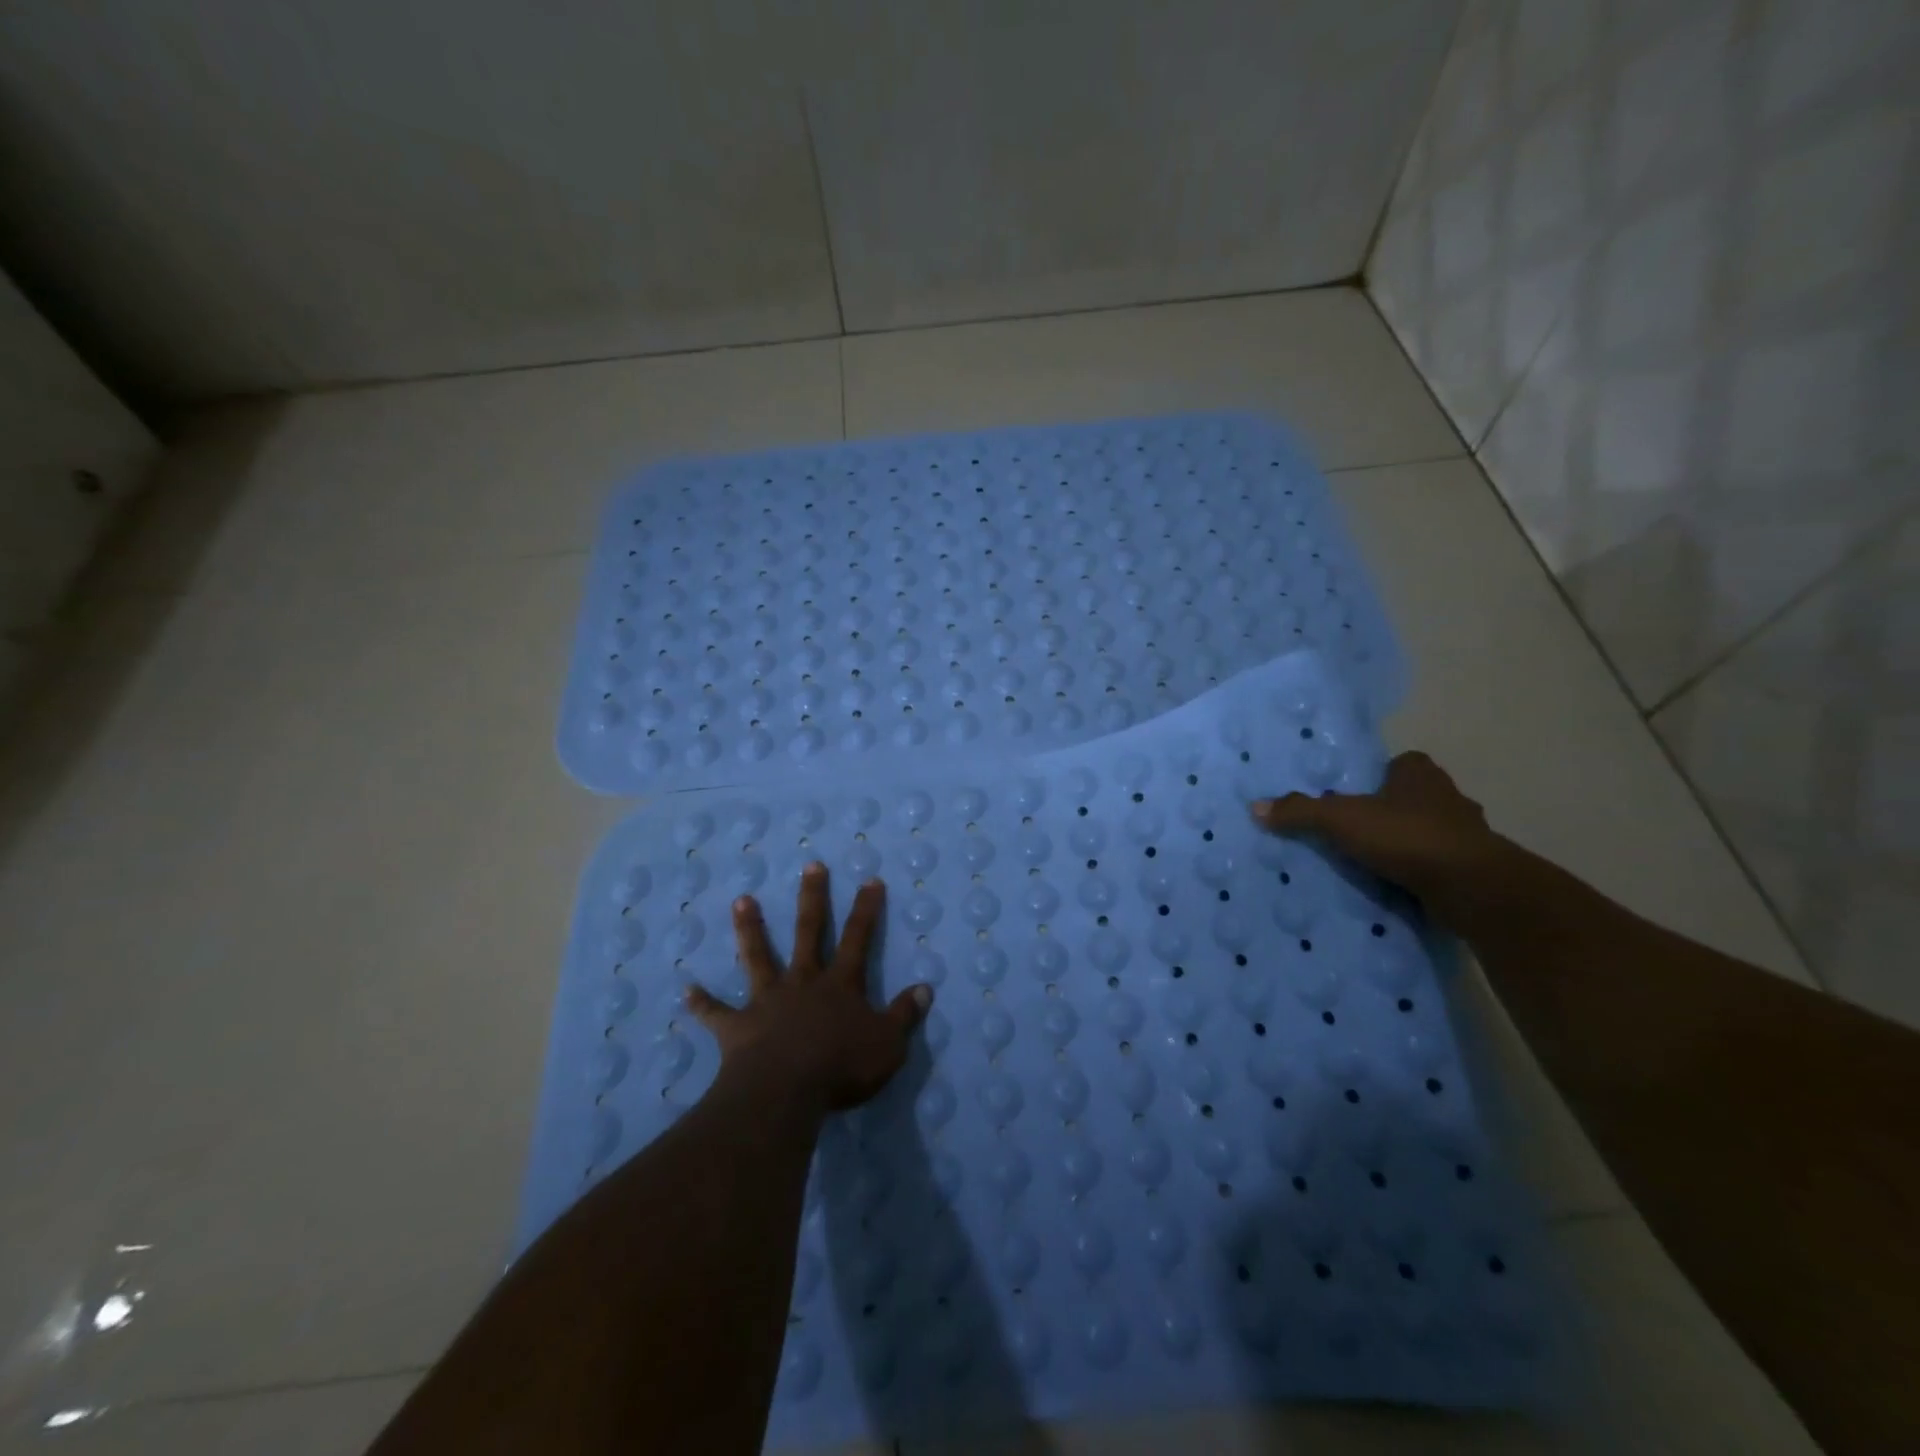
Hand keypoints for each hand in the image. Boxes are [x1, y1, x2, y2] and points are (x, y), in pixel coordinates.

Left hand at [684, 863, 932, 1110]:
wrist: (786, 1090)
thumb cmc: (841, 1066)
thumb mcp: (888, 1044)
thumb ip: (905, 1015)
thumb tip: (925, 988)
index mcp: (840, 984)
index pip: (858, 939)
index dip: (866, 910)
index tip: (870, 880)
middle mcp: (803, 982)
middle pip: (808, 932)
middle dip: (812, 898)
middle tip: (811, 866)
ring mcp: (767, 1000)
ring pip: (759, 957)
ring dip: (750, 929)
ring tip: (741, 900)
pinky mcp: (738, 1026)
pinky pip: (716, 1013)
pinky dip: (702, 1003)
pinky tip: (686, 990)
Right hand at [1250, 751, 1505, 923]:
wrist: (1472, 887)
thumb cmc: (1406, 836)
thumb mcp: (1340, 819)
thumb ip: (1299, 811)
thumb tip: (1255, 806)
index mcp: (1420, 774)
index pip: (1401, 763)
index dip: (1380, 775)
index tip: (1356, 794)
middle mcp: (1449, 797)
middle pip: (1414, 797)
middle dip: (1391, 810)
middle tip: (1356, 828)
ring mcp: (1467, 835)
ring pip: (1430, 831)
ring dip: (1408, 843)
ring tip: (1373, 861)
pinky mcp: (1474, 869)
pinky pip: (1439, 864)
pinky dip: (1421, 872)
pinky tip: (1398, 885)